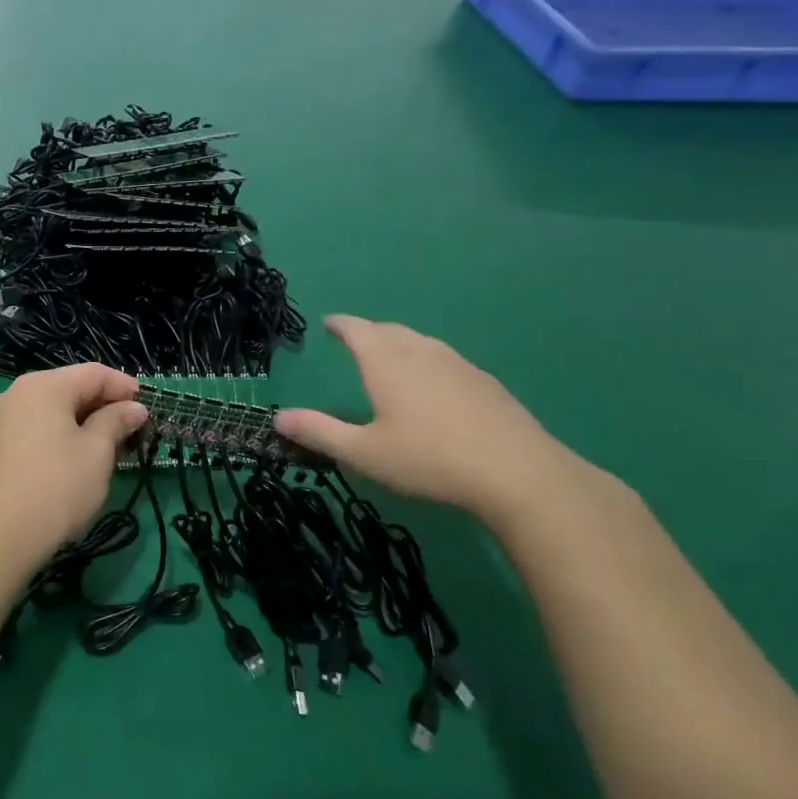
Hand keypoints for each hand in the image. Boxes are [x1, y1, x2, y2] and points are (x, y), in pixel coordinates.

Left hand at [0, 364, 147, 559]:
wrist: (2, 534)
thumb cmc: (58, 486)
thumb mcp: (97, 451)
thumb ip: (117, 421)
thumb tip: (134, 408)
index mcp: (44, 385)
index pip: (93, 373)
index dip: (124, 387)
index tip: (148, 408)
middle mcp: (18, 393)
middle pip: (71, 388)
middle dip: (104, 406)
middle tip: (133, 431)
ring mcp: (3, 418)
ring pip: (54, 409)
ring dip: (85, 422)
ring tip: (111, 448)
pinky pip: (38, 427)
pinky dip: (62, 434)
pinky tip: (78, 458)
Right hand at [275, 315, 575, 522]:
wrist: (520, 475)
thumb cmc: (429, 461)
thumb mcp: (363, 453)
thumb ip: (319, 433)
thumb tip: (277, 418)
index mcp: (387, 364)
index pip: (357, 330)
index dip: (340, 325)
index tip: (328, 323)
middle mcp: (421, 354)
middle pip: (390, 331)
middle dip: (368, 331)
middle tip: (354, 338)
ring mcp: (459, 366)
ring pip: (421, 342)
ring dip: (399, 342)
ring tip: (390, 355)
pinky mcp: (486, 384)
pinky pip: (446, 358)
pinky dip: (427, 360)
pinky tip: (433, 384)